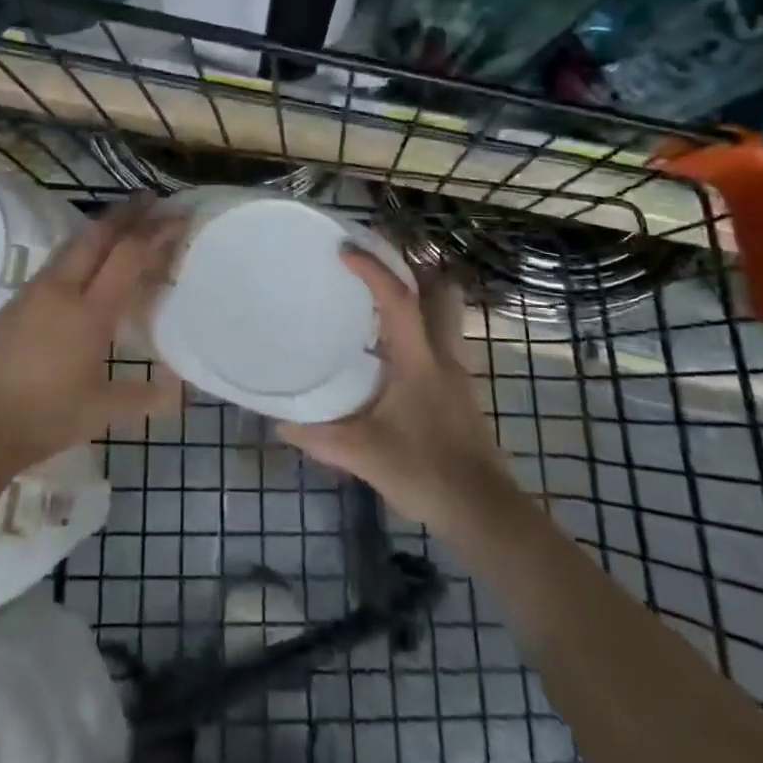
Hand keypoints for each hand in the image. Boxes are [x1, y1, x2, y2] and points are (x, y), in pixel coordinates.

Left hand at [0, 196, 183, 474]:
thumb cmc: (46, 418)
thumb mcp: (102, 412)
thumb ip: (145, 397)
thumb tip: (181, 390)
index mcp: (89, 313)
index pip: (127, 256)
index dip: (155, 232)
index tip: (177, 216)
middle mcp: (61, 290)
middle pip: (97, 235)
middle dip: (127, 213)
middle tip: (152, 200)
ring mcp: (33, 292)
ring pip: (72, 244)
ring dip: (101, 228)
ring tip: (123, 224)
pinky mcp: (14, 301)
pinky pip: (56, 262)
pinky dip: (80, 250)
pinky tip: (85, 263)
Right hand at [279, 248, 510, 531]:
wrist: (483, 512)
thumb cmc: (424, 473)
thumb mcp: (362, 454)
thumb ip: (318, 435)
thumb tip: (279, 420)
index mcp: (418, 360)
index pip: (398, 300)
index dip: (372, 269)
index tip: (344, 249)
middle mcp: (443, 355)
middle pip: (440, 293)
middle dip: (412, 269)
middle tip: (375, 262)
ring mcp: (457, 372)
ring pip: (445, 314)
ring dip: (419, 296)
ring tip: (378, 298)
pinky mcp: (460, 390)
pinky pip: (441, 338)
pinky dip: (419, 326)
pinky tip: (391, 349)